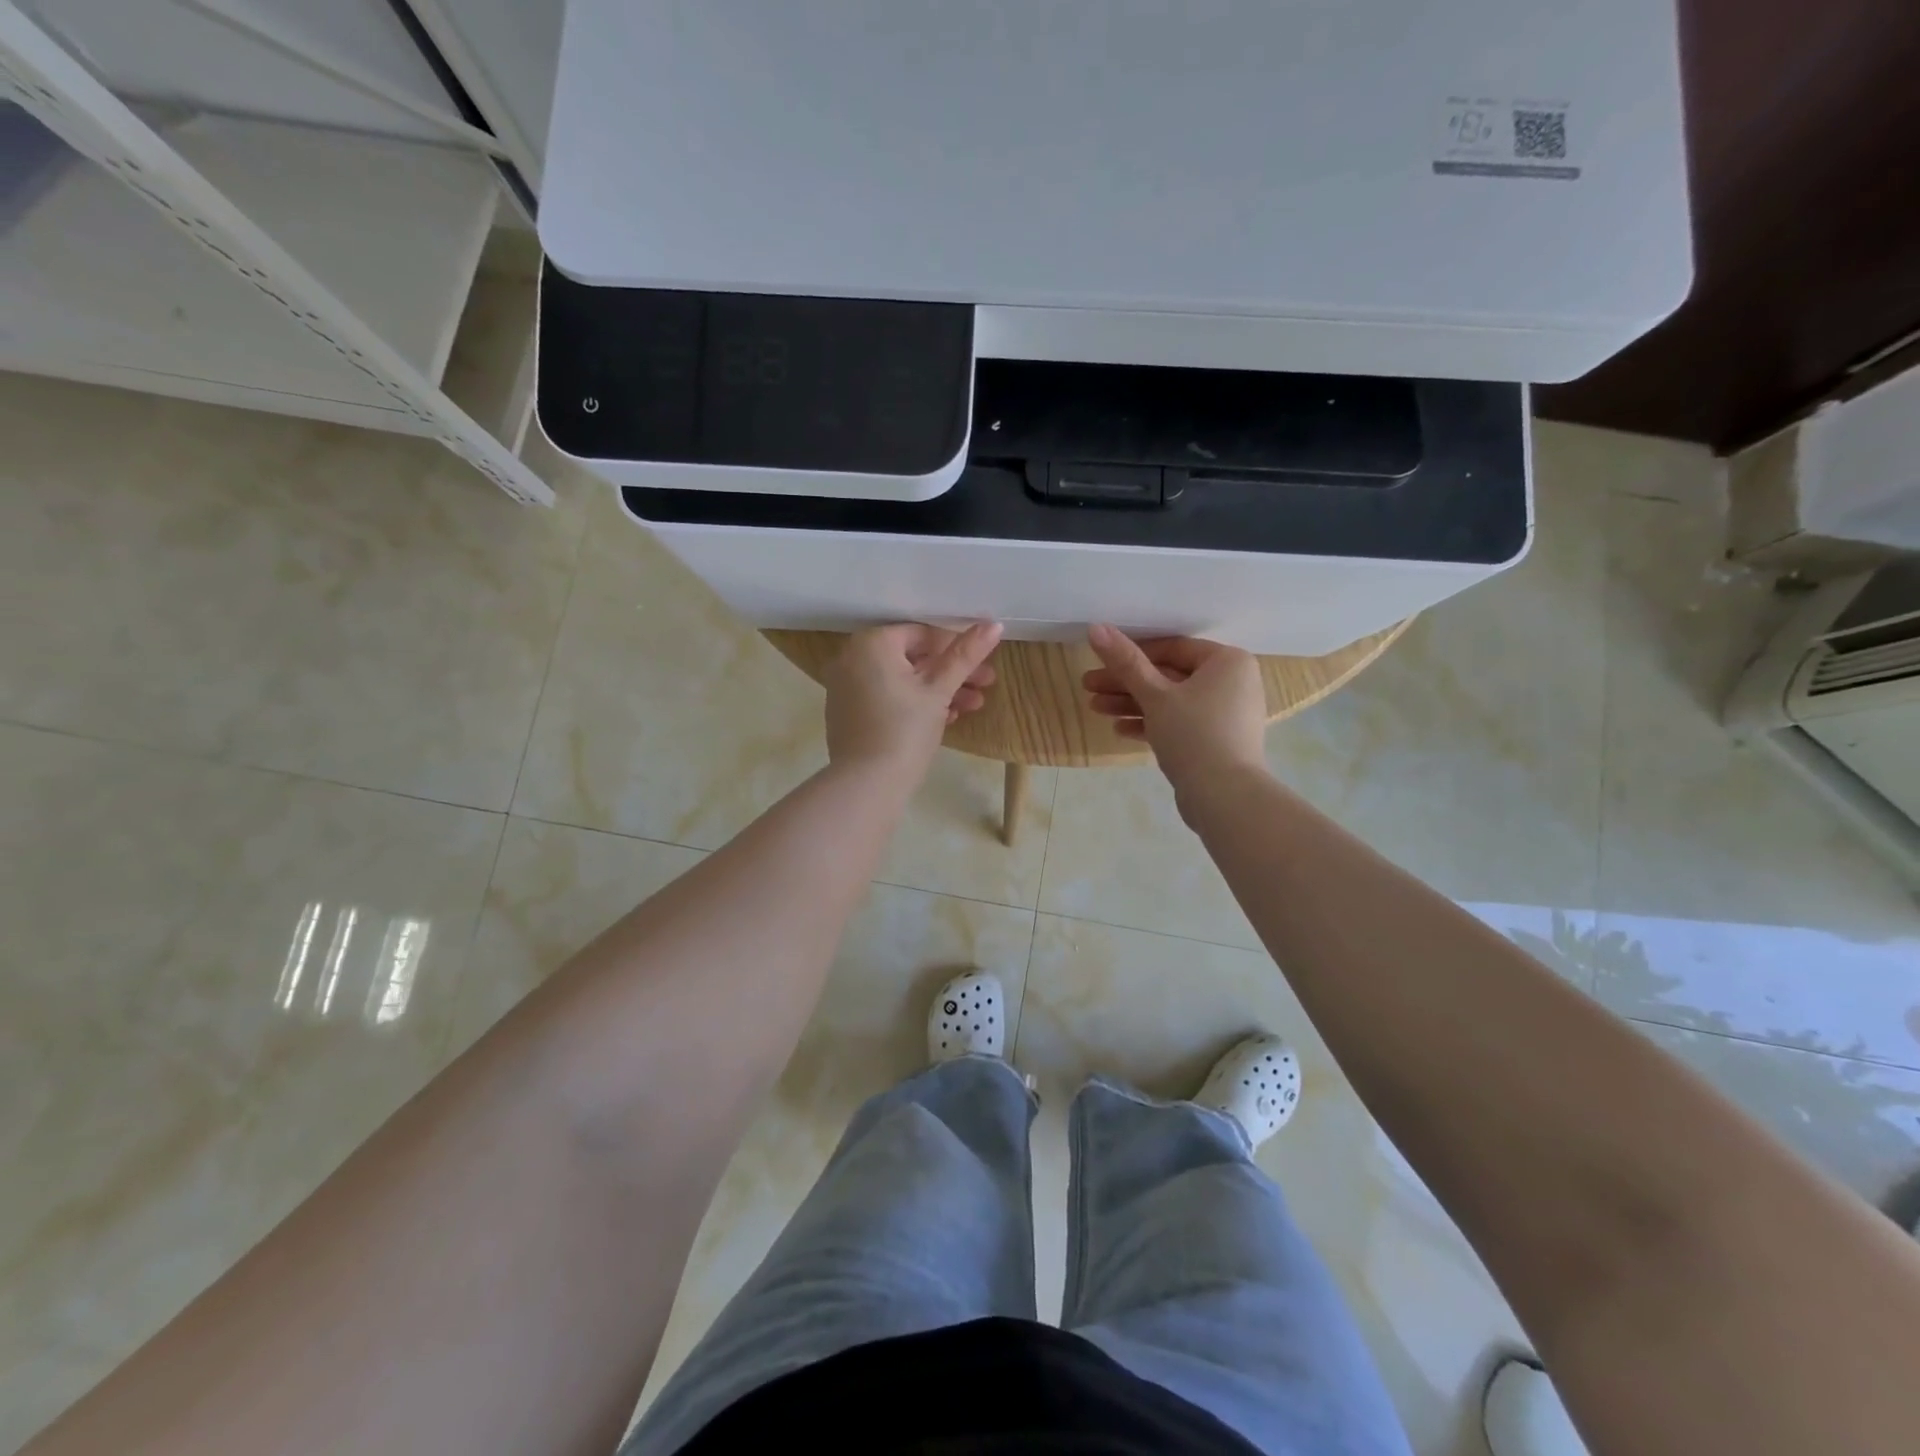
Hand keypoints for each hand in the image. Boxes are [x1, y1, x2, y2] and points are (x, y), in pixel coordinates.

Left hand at [824, 622, 1002, 778]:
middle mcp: (852, 658)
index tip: (984, 665)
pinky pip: (887, 697)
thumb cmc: (905, 729)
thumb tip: (994, 624)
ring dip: (939, 690)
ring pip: (902, 679)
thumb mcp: (939, 690)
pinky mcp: (848, 713)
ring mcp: (846, 687)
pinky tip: (946, 718)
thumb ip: (965, 655)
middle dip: (952, 672)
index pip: (923, 634)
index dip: (958, 648)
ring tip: (974, 706)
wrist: (867, 784)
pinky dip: (914, 703)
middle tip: (986, 685)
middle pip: (913, 657)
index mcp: (872, 643)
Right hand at [1083, 624, 1268, 787]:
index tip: (1102, 661)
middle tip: (1088, 686)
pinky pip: (1181, 724)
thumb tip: (1096, 627)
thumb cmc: (1193, 734)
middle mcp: (1232, 683)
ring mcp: (1226, 714)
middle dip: (1127, 683)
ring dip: (1133, 704)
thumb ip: (1125, 661)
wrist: (1224, 796)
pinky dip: (1152, 724)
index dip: (1133, 653)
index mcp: (1228, 662)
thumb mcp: (1154, 695)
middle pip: (1169, 676)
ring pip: (1171, 702)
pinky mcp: (1216, 741)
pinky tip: (1119, 730)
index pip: (1173, 648)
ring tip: (1095, 708)